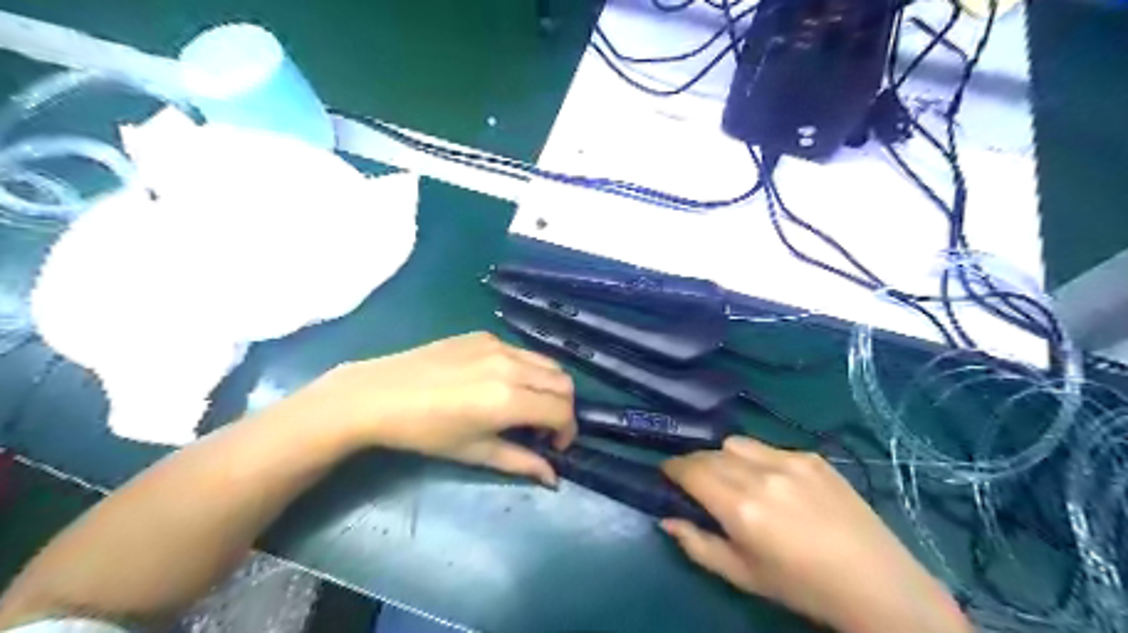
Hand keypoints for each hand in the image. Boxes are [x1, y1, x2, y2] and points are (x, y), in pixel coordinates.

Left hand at [276, 334, 575, 486]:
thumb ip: (520, 462)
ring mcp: (498, 345)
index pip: (562, 410)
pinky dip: (528, 370)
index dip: (567, 431)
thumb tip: (553, 478)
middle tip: (544, 429)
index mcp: (509, 399)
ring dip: (549, 387)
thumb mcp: (474, 452)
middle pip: (563, 382)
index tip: (554, 446)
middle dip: (564, 408)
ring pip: (547, 363)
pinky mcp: (484, 335)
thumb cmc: (425, 432)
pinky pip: (522, 352)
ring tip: (527, 406)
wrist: (379, 395)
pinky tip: (502, 385)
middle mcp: (512, 366)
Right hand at [662, 437, 969, 632]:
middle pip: (710, 453)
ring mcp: (790, 460)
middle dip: (695, 464)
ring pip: (737, 442)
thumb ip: (697, 545)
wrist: (875, 583)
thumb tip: (667, 519)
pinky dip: (758, 458)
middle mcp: (761, 474)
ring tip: (735, 478)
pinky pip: (770, 446)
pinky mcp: (813, 456)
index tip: (667, 474)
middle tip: (697, 482)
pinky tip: (775, 482)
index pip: (690, 469)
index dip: (672, 468)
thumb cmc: (801, 586)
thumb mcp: (742, 575)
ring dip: (725, 456)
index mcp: (741, 507)